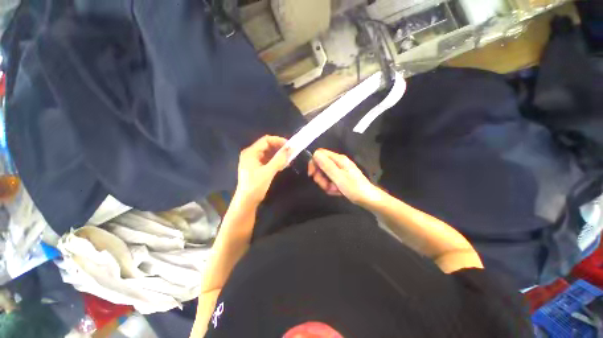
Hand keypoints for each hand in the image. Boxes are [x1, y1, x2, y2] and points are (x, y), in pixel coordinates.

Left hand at [235, 135, 289, 205]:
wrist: (247, 202)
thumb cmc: (255, 186)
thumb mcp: (268, 172)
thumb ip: (279, 159)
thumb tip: (290, 148)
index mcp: (251, 152)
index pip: (266, 140)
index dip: (278, 141)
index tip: (290, 146)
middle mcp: (251, 154)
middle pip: (267, 146)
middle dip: (279, 148)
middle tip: (290, 152)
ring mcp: (253, 161)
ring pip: (268, 153)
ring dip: (278, 155)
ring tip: (289, 159)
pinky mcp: (257, 167)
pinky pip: (268, 160)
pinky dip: (275, 161)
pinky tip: (283, 165)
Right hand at [308, 149, 379, 205]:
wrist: (368, 199)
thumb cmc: (354, 188)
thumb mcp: (339, 177)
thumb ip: (327, 166)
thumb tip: (315, 154)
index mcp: (338, 159)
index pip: (320, 154)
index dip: (313, 163)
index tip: (312, 175)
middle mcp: (338, 163)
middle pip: (321, 165)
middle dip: (320, 177)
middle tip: (325, 186)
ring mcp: (339, 170)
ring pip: (324, 174)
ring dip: (326, 184)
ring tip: (334, 190)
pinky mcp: (340, 178)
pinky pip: (330, 180)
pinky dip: (331, 187)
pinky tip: (337, 192)